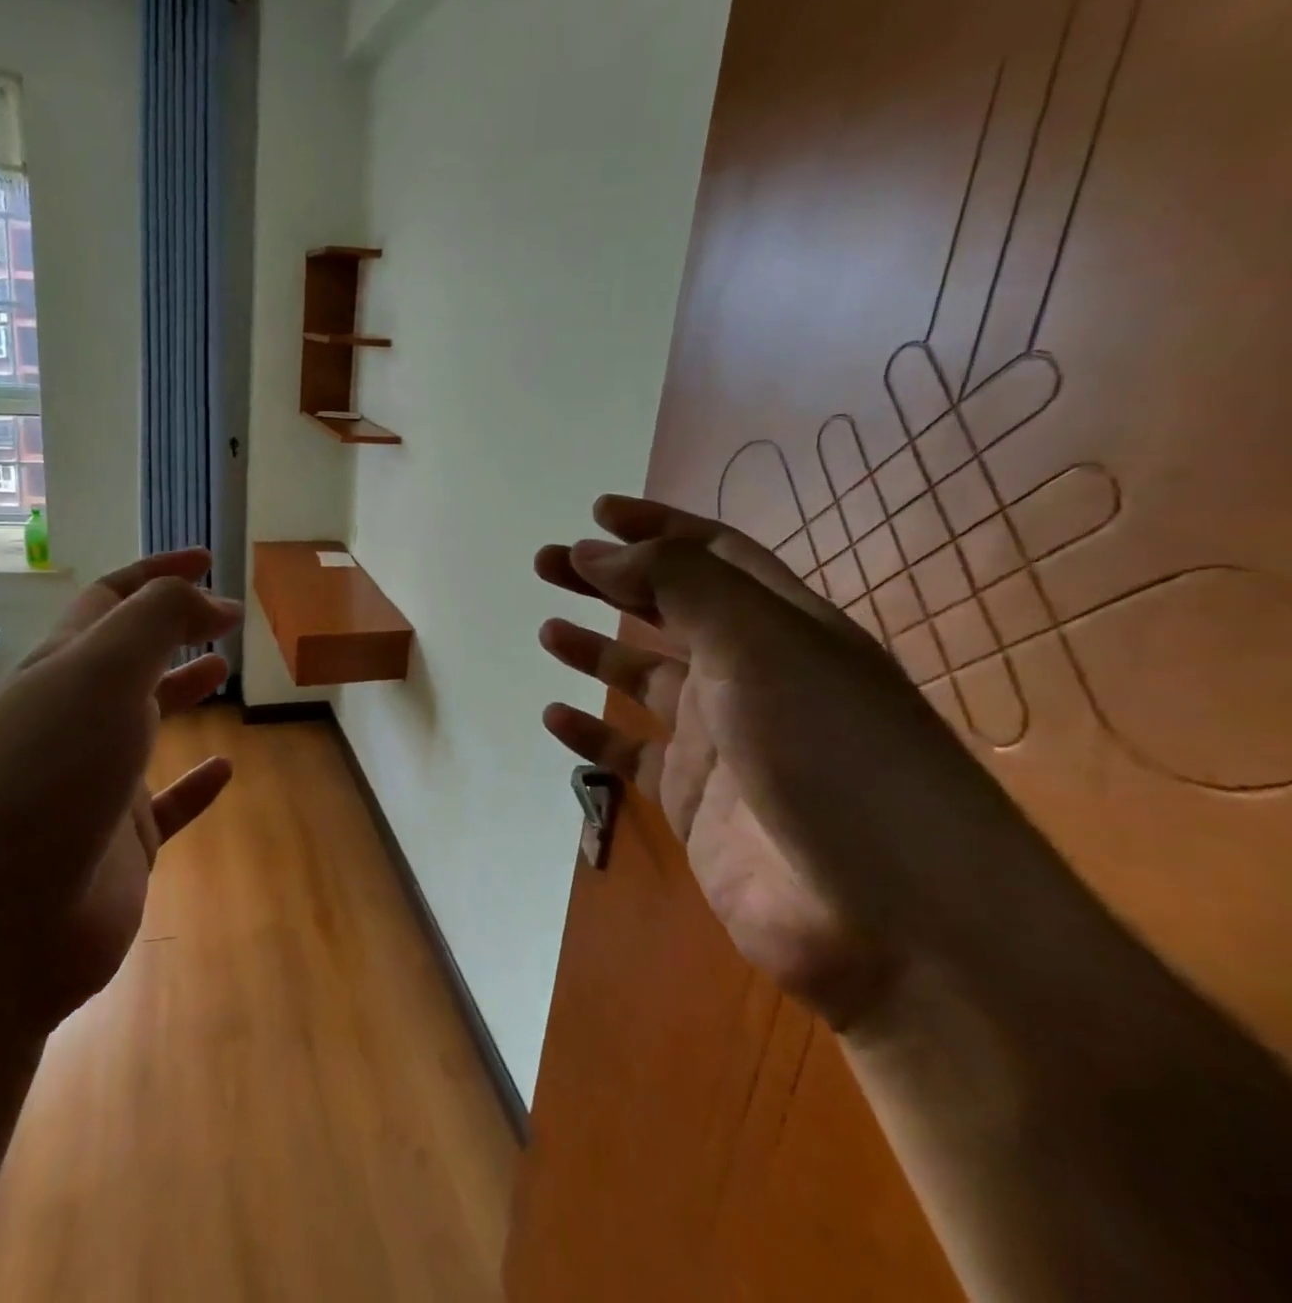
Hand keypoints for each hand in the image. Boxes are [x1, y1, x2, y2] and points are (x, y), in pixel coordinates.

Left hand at [0, 550, 241, 1028]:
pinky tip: (226, 770)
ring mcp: (96, 783)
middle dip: (172, 629)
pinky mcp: (120, 844)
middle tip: (225, 619)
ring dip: (181, 692)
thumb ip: (159, 619)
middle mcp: (75, 720)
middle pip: (128, 658)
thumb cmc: (51, 773)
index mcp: (63, 670)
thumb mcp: (104, 672)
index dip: (158, 573)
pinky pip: (167, 805)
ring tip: (224, 672)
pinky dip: (196, 785)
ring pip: (146, 724)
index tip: (208, 559)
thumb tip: (213, 601)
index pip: (112, 600)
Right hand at [537, 497, 1024, 1028]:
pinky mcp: (696, 803)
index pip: (715, 555)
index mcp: (786, 628)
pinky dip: (593, 735)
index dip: (657, 528)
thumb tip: (600, 550)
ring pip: (645, 682)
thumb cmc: (833, 757)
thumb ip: (678, 585)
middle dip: (609, 581)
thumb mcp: (761, 645)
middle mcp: (754, 676)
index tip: (596, 514)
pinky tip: (556, 716)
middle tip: (547, 563)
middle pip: (669, 611)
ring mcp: (724, 743)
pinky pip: (632, 756)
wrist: (892, 925)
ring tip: (548, 631)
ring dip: (597, 652)